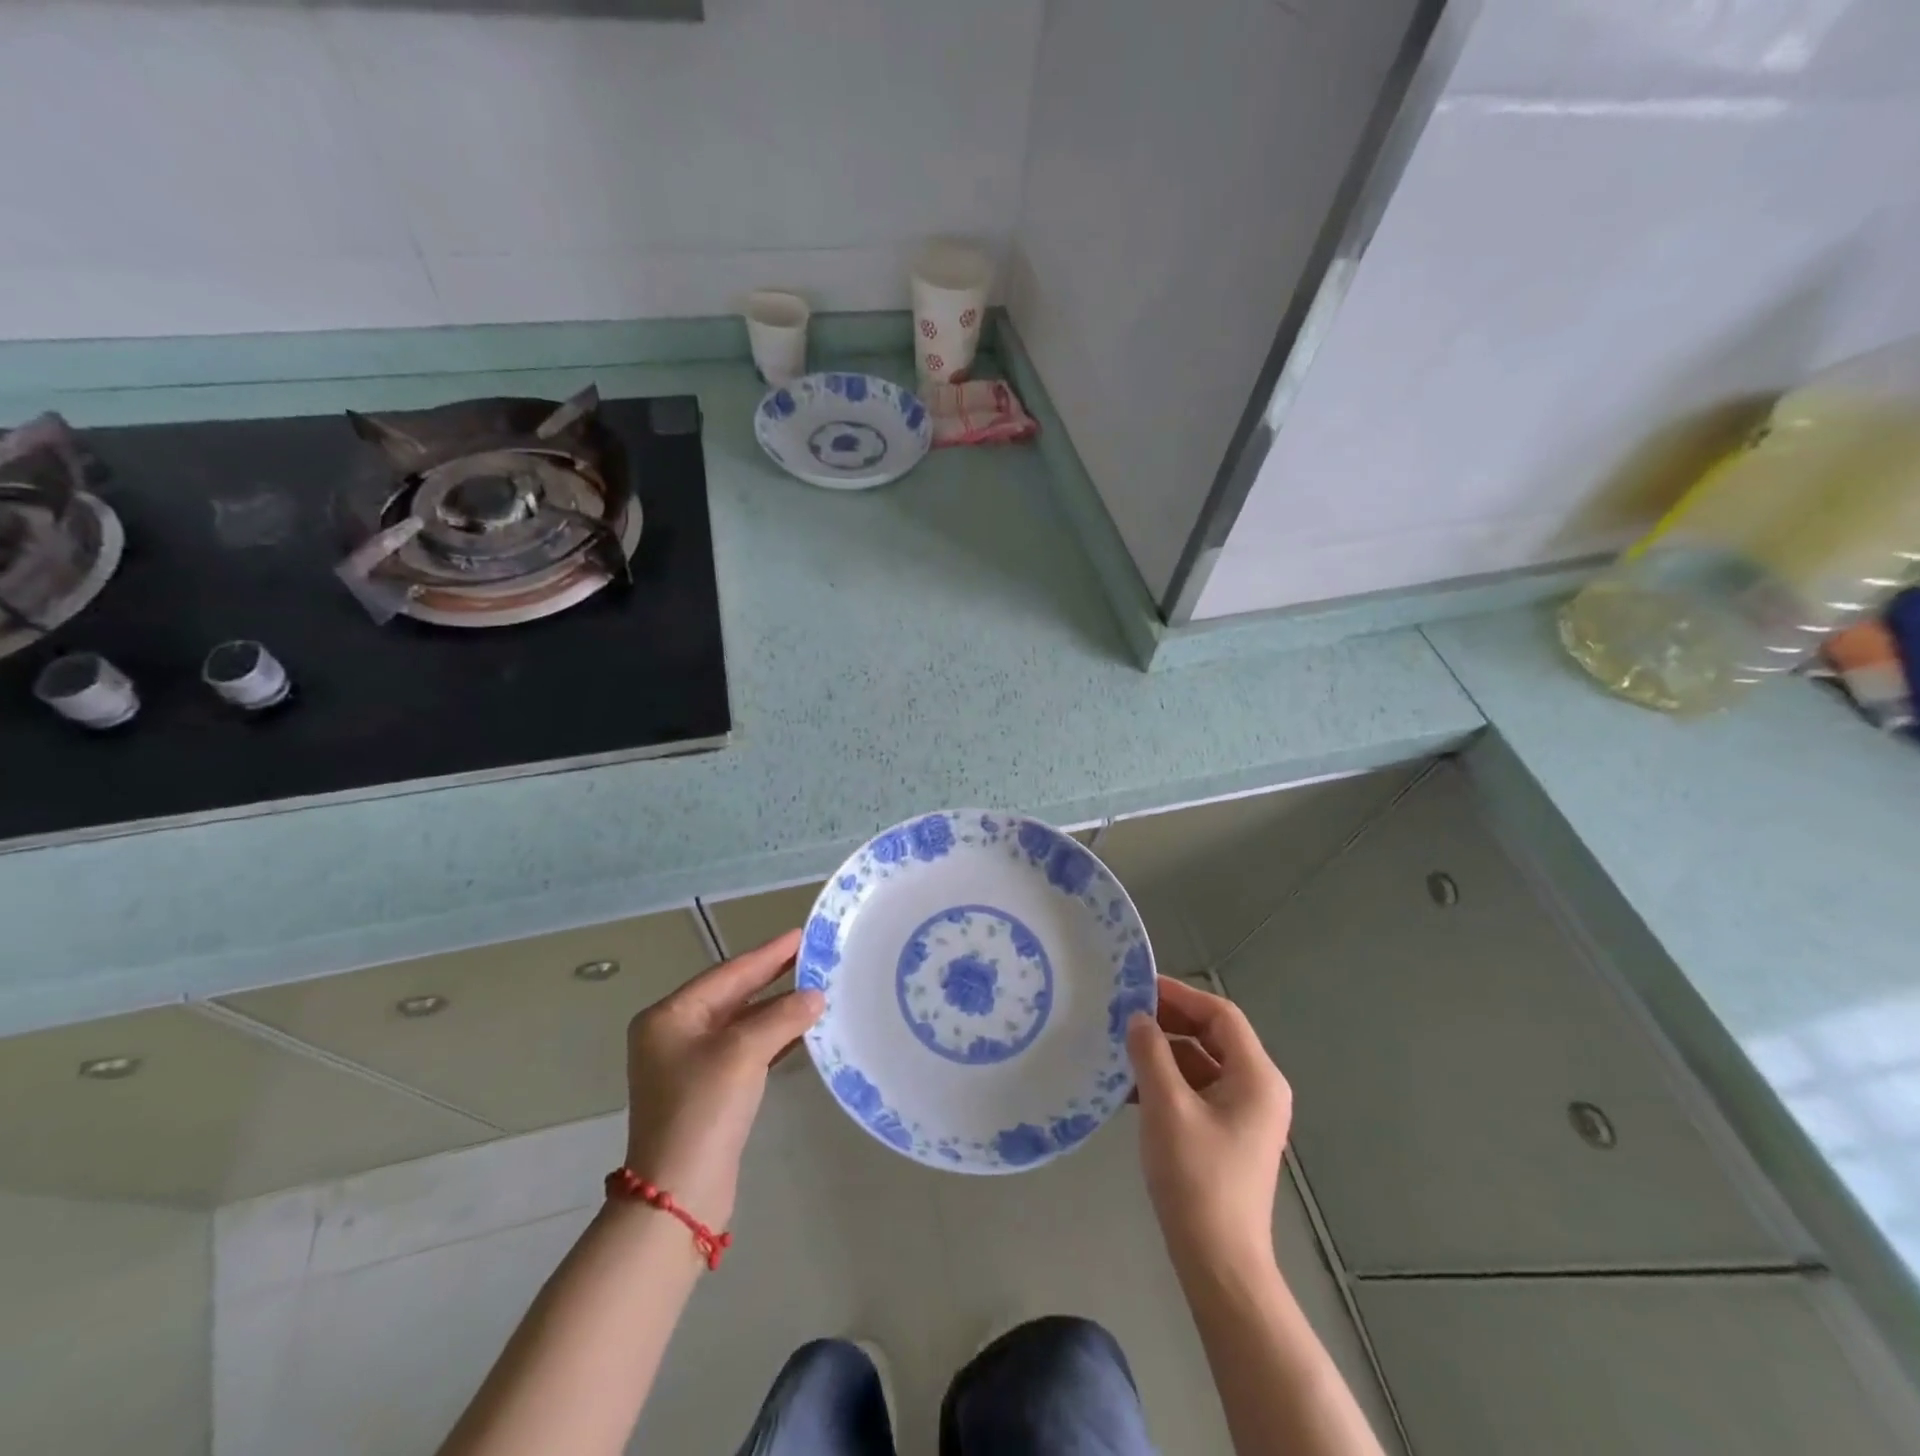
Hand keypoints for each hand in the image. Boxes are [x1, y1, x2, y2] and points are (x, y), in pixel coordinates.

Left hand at [622, 929, 822, 1229]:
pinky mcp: (708, 1090)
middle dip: (774, 978)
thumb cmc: (703, 1109)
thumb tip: (816, 995)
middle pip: (734, 995)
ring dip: (778, 1009)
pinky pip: (746, 1049)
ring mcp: (690, 1064)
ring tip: (818, 989)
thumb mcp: (743, 1052)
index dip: (768, 954)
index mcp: (670, 1016)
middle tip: (814, 958)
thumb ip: (782, 1016)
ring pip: (742, 1023)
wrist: (678, 1194)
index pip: (729, 973)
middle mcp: (675, 1034)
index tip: (802, 935)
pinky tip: (803, 1030)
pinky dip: (773, 1037)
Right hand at [1127, 976, 1292, 1272]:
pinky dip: (1167, 1081)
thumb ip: (1151, 1052)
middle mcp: (1258, 1088)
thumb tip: (1138, 1018)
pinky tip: (1130, 1087)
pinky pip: (1197, 1091)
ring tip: (1121, 1046)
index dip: (1180, 995)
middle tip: (1125, 1013)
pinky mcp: (1228, 1135)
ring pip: (1201, 1063)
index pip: (1220, 1015)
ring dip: (1163, 1052)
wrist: (1219, 1263)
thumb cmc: (1197, 1178)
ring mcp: (1245, 1114)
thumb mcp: (1166, 1106)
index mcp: (1256, 1077)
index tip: (1139, 987)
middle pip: (1212, 1036)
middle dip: (1169, 1021)